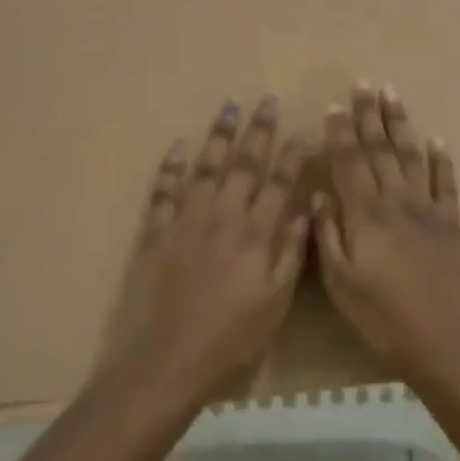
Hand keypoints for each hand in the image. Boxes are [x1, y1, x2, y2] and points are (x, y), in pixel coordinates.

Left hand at [102, 96, 309, 407]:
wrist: (163, 362)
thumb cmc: (228, 341)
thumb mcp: (274, 305)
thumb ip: (290, 256)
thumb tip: (305, 213)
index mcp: (255, 235)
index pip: (279, 183)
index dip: (293, 153)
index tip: (305, 127)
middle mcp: (222, 217)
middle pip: (244, 164)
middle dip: (258, 129)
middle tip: (266, 99)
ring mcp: (185, 220)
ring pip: (205, 167)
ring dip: (218, 136)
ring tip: (228, 107)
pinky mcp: (154, 232)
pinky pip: (163, 190)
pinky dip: (170, 166)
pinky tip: (178, 144)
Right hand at [315, 84, 459, 379]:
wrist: (442, 340)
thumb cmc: (381, 316)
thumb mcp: (340, 282)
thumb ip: (328, 235)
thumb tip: (321, 195)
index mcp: (365, 214)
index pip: (349, 162)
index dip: (340, 132)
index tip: (334, 105)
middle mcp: (396, 201)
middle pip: (381, 150)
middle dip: (371, 115)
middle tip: (366, 84)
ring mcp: (428, 209)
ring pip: (412, 157)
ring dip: (402, 124)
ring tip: (394, 95)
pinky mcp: (451, 224)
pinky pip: (447, 184)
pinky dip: (442, 160)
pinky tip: (437, 140)